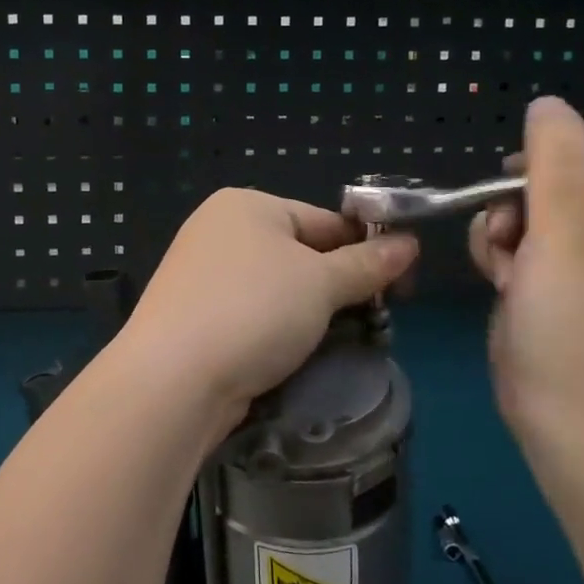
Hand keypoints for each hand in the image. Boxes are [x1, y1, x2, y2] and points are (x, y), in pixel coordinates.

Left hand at [118, 188, 419, 427]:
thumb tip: (410, 244)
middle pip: (301, 254)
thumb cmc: (254, 310)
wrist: (174, 377)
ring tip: (344, 341)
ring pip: (278, 289)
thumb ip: (367, 264)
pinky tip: (297, 355)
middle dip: (339, 286)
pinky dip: (278, 331)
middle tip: (377, 319)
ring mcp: (202, 275)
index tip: (403, 287)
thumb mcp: (321, 283)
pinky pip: (253, 315)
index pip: (325, 221)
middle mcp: (220, 231)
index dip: (367, 251)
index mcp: (247, 205)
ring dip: (311, 313)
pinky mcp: (195, 317)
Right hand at [469, 98, 583, 499]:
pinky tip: (501, 281)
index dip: (574, 144)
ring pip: (533, 199)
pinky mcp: (561, 276)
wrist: (572, 426)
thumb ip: (558, 159)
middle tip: (517, 230)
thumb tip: (547, 104)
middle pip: (568, 163)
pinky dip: (502, 251)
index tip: (540, 180)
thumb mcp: (570, 234)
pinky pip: (522, 234)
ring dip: (506, 225)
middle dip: (527, 193)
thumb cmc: (583, 328)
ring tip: (507, 266)